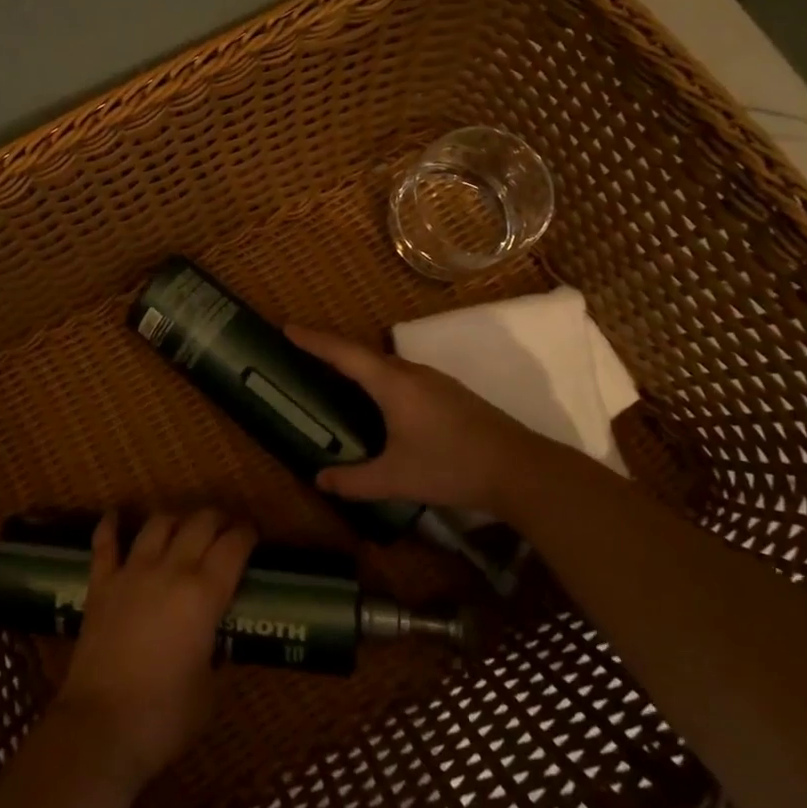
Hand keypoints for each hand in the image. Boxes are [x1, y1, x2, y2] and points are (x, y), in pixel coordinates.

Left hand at [53, 508, 256, 785]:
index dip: (246, 534)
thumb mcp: (210, 692)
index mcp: (204, 594)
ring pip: (158, 524)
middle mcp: (171, 570)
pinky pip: (105, 543)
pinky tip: (116, 514)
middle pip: (199, 523)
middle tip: (224, 526)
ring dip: (175, 518)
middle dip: (216, 518)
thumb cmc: (165, 717)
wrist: (101, 727)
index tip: (252, 533)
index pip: (233, 546)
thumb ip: (218, 659)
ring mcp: (132, 572)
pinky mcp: (101, 584)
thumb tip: (219, 646)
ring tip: (182, 524)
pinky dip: (111, 525)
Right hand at [287, 325, 538, 509]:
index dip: (313, 340)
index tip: (287, 327)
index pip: (343, 353)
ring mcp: (434, 380)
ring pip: (386, 365)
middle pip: (363, 354)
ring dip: (358, 365)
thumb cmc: (451, 467)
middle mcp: (411, 372)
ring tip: (336, 376)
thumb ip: (355, 480)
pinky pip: (402, 376)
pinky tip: (380, 402)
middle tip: (304, 353)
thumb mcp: (397, 479)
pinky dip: (379, 379)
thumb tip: (320, 479)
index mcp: (393, 384)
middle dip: (332, 351)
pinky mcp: (449, 393)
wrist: (519, 468)